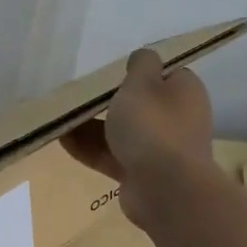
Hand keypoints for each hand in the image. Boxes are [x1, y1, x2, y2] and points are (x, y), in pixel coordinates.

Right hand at [61, 48, 216, 231]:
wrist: (164, 188)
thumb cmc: (152, 126)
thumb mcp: (142, 82)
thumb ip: (141, 65)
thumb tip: (144, 57)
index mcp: (184, 92)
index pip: (164, 74)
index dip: (139, 72)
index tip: (110, 73)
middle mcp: (177, 119)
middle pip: (139, 105)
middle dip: (108, 102)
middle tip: (79, 96)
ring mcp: (160, 150)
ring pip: (121, 132)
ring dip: (92, 127)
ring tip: (61, 118)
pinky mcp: (141, 174)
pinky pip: (112, 156)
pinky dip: (90, 149)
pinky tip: (62, 141)